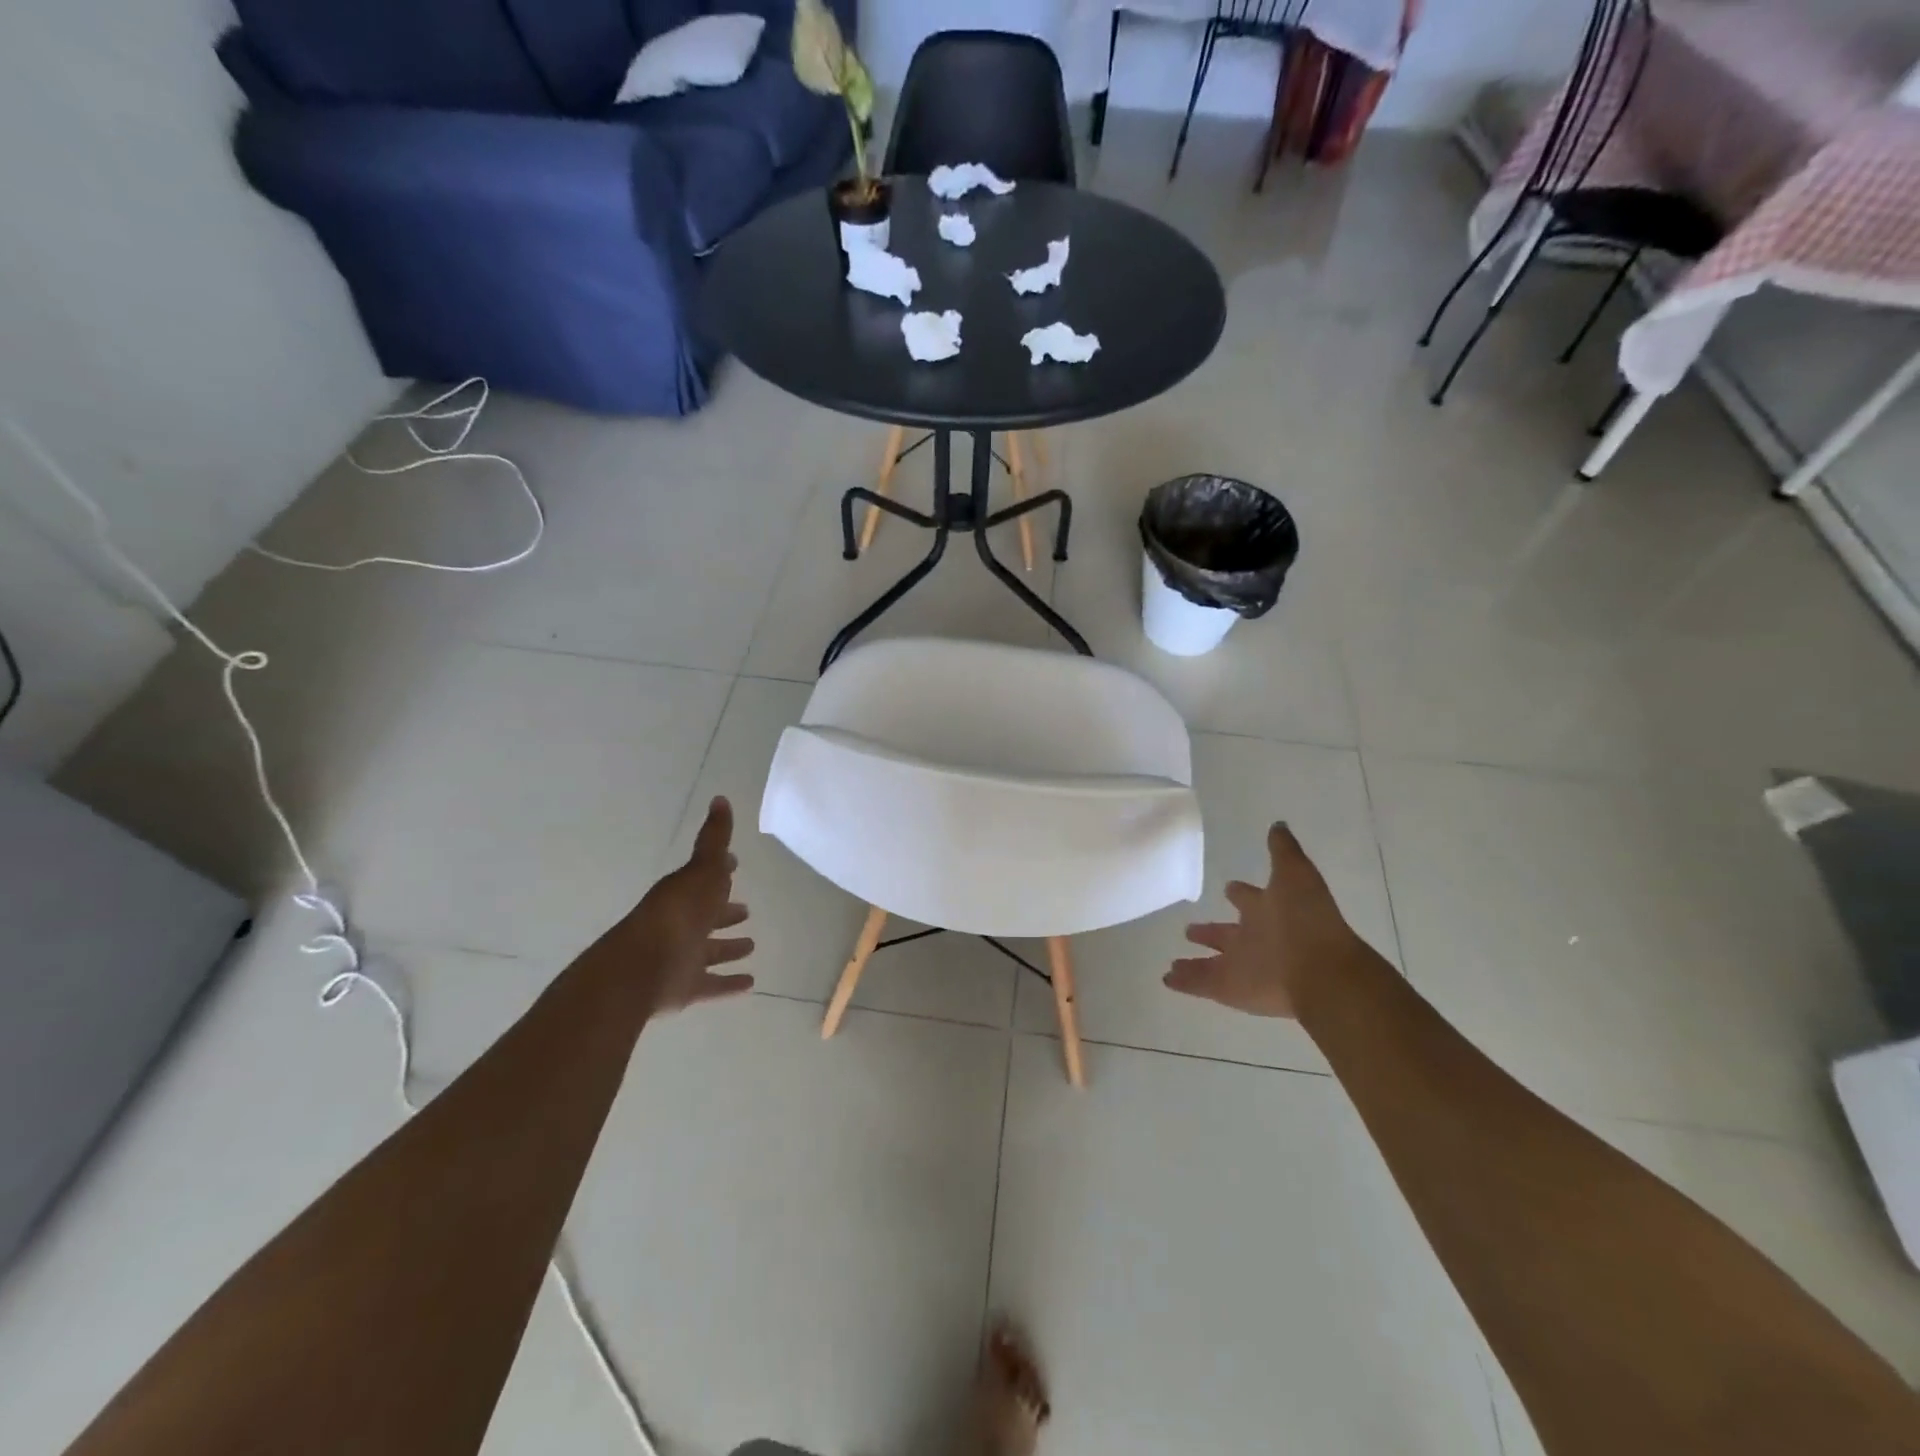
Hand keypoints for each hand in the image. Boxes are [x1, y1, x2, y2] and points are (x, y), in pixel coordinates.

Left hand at [605, 797, 755, 1013]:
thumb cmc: (678, 912)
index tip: (735, 866)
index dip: (721, 872)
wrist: (642, 967)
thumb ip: (714, 838)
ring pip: (710, 952)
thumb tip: (720, 798)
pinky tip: (751, 984)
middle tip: (746, 910)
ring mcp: (683, 957)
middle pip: (707, 916)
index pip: (705, 878)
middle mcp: (682, 924)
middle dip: (725, 912)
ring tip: (751, 946)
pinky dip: (730, 985)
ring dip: (729, 949)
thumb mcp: (702, 869)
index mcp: (684, 893)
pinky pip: (713, 985)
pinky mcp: (686, 988)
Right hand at [1164, 823, 1364, 1018]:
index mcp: (1268, 911)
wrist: (1321, 973)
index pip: (1249, 899)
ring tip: (1172, 961)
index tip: (1228, 887)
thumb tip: (1278, 824)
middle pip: (1227, 935)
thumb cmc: (1307, 920)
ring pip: (1212, 963)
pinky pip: (1200, 984)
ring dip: (1193, 962)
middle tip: (1190, 929)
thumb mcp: (1296, 874)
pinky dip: (1183, 982)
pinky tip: (1166, 978)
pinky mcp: (1229, 989)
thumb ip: (1283, 850)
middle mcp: (1254, 939)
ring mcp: (1241, 966)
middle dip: (1211, 932)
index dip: (1239, 893)